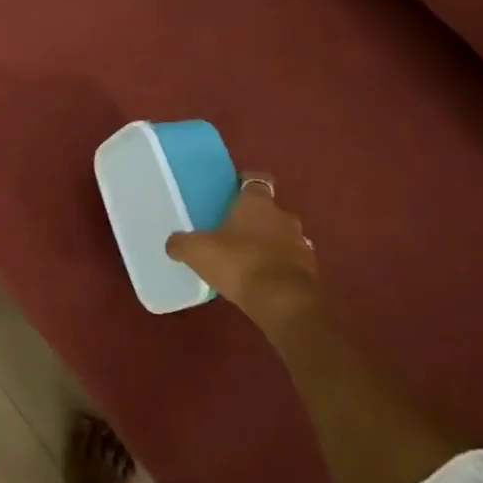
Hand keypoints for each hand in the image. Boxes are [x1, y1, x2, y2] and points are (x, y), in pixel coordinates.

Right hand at [165, 176, 321, 335]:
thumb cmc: (239, 263)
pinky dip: (279, 266)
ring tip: (249, 257)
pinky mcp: (310, 271)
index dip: (244, 183)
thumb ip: (182, 243)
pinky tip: (263, 279)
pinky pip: (291, 261)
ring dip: (270, 242)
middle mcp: (283, 216)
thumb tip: (173, 243)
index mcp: (258, 203)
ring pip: (283, 235)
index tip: (233, 189)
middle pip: (270, 209)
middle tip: (235, 228)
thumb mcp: (197, 252)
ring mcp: (301, 243)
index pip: (256, 180)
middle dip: (256, 217)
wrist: (284, 302)